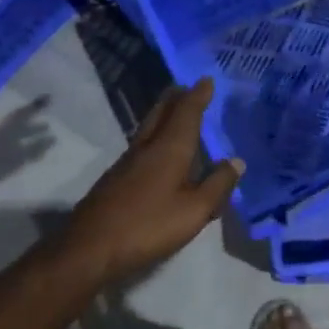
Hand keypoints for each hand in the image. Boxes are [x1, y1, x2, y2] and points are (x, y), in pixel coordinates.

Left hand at [63, 78, 243, 285]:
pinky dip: (155, 137)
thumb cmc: (149, 226)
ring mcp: (126, 163)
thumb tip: (236, 161)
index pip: (186, 113)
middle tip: (187, 88)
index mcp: (169, 150)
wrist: (91, 248)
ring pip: (148, 128)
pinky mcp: (116, 180)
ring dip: (163, 115)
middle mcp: (146, 148)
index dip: (198, 96)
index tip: (206, 80)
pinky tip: (159, 151)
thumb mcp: (195, 210)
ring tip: (176, 112)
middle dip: (176, 99)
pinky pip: (142, 146)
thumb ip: (218, 185)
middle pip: (161, 114)